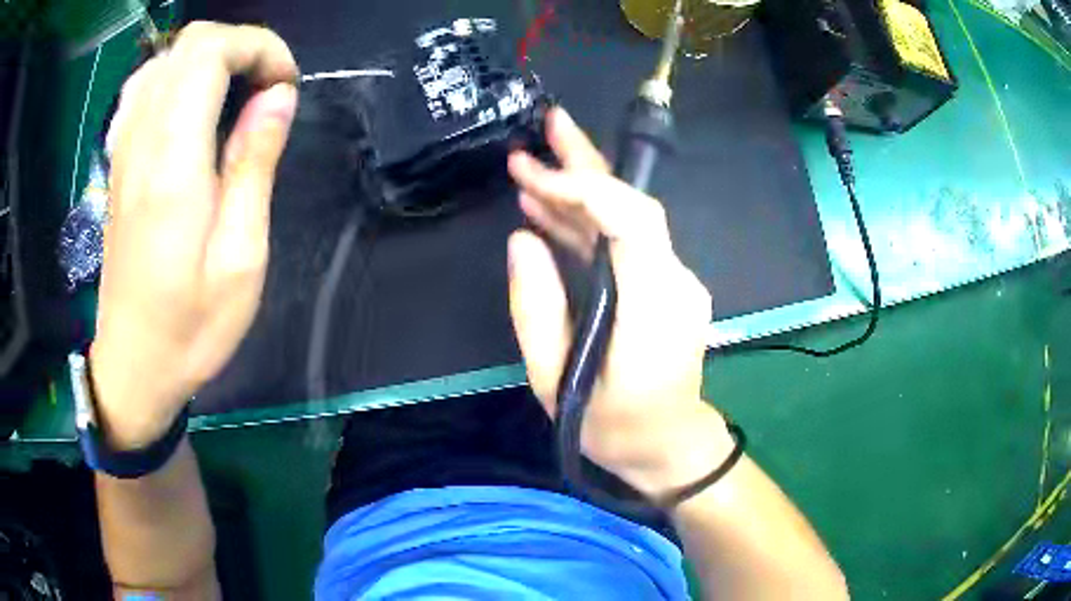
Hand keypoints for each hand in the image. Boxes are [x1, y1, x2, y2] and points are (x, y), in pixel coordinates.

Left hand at [90, 22, 298, 448]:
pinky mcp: (118, 162)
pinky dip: (177, 76)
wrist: (134, 365)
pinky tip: (191, 107)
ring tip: (235, 94)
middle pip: (188, 44)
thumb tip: (279, 96)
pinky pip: (143, 88)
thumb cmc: (191, 328)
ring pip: (165, 59)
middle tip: (267, 89)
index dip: (258, 47)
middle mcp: (142, 143)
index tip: (285, 85)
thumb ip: (254, 165)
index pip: (209, 53)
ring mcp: (124, 150)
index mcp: (173, 165)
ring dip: (210, 59)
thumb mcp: (241, 258)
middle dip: (240, 46)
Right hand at [507, 107, 733, 498]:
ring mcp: (676, 281)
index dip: (584, 186)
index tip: (535, 175)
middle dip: (587, 162)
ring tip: (533, 161)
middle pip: (634, 205)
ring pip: (629, 219)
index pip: (631, 220)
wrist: (669, 446)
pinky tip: (549, 210)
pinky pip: (626, 244)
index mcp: (653, 307)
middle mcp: (675, 282)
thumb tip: (523, 240)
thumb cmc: (613, 427)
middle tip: (546, 125)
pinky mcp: (665, 286)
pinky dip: (588, 223)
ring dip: (581, 188)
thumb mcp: (557, 381)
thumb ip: (537, 308)